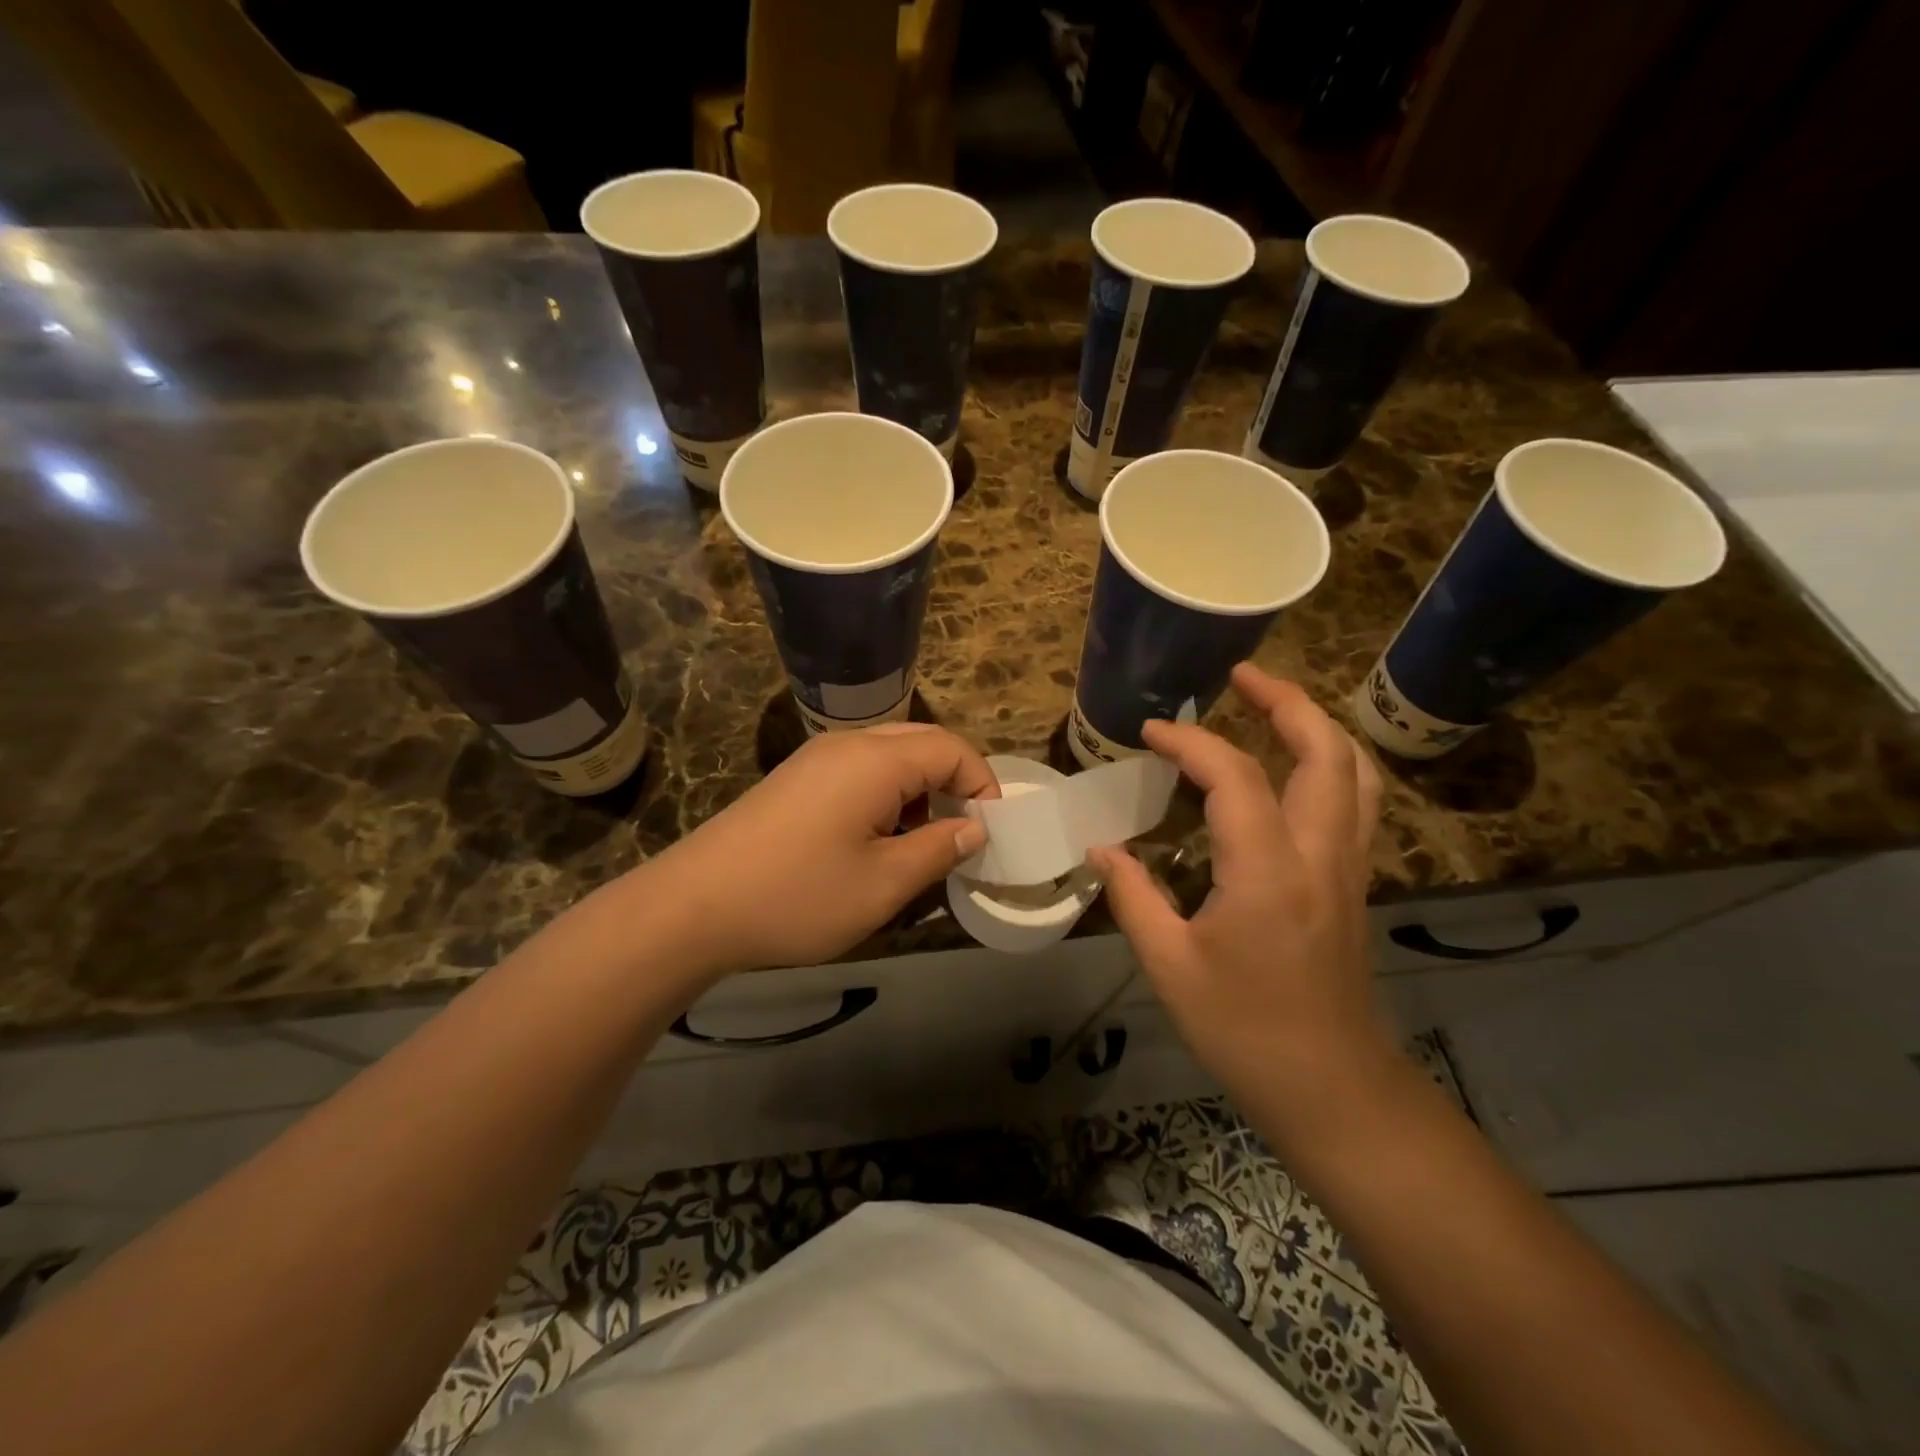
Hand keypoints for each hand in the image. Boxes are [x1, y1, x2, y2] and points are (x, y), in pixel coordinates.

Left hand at [644, 724, 996, 976]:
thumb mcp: (883, 884)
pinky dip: (886, 794)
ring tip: (923, 841)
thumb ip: (938, 850)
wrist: (693, 907)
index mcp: (875, 760)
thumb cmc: (798, 896)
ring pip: (889, 755)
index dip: (982, 784)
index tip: (990, 832)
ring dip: (919, 788)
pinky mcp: (795, 779)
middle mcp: (847, 744)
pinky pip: (859, 770)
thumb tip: (974, 829)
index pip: (951, 748)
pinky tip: (877, 839)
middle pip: (921, 741)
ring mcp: (815, 758)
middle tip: (962, 832)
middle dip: (952, 782)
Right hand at [1088, 664, 1398, 1145]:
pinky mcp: (1354, 881)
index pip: (1234, 777)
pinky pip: (1356, 800)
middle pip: (1324, 751)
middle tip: (1240, 676)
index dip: (1191, 742)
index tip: (1152, 733)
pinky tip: (1296, 767)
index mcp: (1268, 872)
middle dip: (1284, 701)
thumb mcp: (1170, 966)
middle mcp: (1320, 854)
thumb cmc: (1245, 1030)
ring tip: (1272, 704)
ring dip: (1316, 726)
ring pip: (1354, 771)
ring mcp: (1348, 866)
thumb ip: (1132, 896)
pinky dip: (1329, 763)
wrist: (1333, 1088)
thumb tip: (1102, 848)